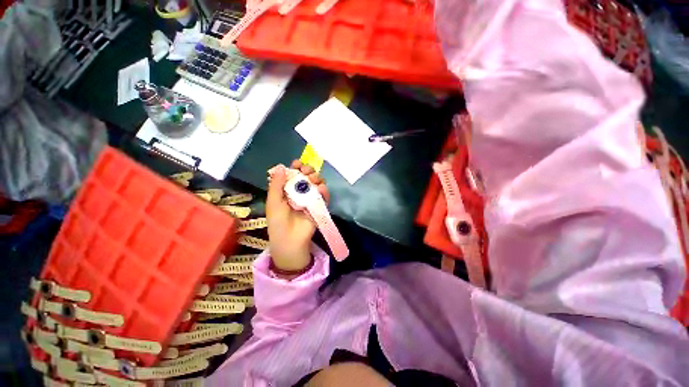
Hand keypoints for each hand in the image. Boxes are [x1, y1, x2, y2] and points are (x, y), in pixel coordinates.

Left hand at [266, 160, 329, 271]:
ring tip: (313, 182)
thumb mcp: (273, 202)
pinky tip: (321, 189)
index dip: (296, 167)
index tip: (298, 164)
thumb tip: (281, 166)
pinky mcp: (319, 206)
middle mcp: (300, 191)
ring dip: (317, 179)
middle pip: (307, 176)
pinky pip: (324, 195)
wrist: (290, 240)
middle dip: (308, 171)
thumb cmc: (278, 221)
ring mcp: (310, 198)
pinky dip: (324, 191)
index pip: (293, 174)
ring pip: (317, 183)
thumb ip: (277, 184)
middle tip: (306, 173)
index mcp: (287, 189)